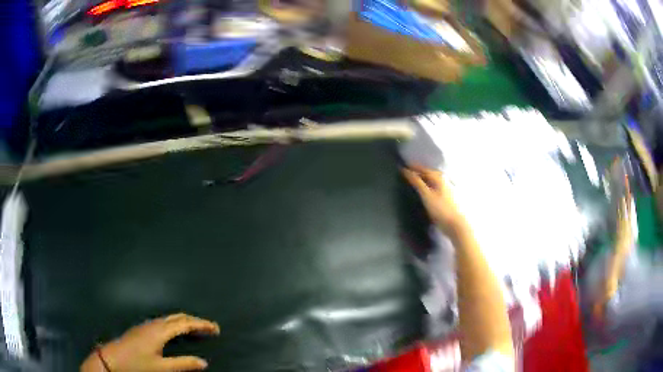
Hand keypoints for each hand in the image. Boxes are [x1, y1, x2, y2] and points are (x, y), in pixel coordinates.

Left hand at [81, 313, 219, 371]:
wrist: (112, 359)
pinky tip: (175, 332)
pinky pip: (163, 321)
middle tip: (209, 328)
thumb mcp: (162, 368)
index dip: (201, 324)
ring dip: (184, 321)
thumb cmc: (137, 364)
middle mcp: (153, 324)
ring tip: (196, 329)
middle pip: (177, 317)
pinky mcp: (142, 329)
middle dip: (194, 320)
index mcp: (160, 331)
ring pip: (169, 318)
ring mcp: (146, 325)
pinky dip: (175, 324)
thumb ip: (183, 364)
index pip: (185, 324)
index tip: (216, 328)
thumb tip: (204, 362)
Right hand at [402, 166, 465, 234]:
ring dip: (423, 179)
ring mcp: (445, 189)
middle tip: (407, 172)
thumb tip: (406, 171)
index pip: (423, 169)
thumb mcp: (426, 195)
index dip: (413, 167)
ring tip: (413, 181)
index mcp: (439, 178)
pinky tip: (423, 191)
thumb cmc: (440, 209)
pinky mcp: (446, 197)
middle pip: (428, 174)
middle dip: (418, 172)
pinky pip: (434, 187)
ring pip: (431, 181)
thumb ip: (416, 182)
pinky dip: (427, 186)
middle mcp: (443, 180)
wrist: (455, 224)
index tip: (403, 166)